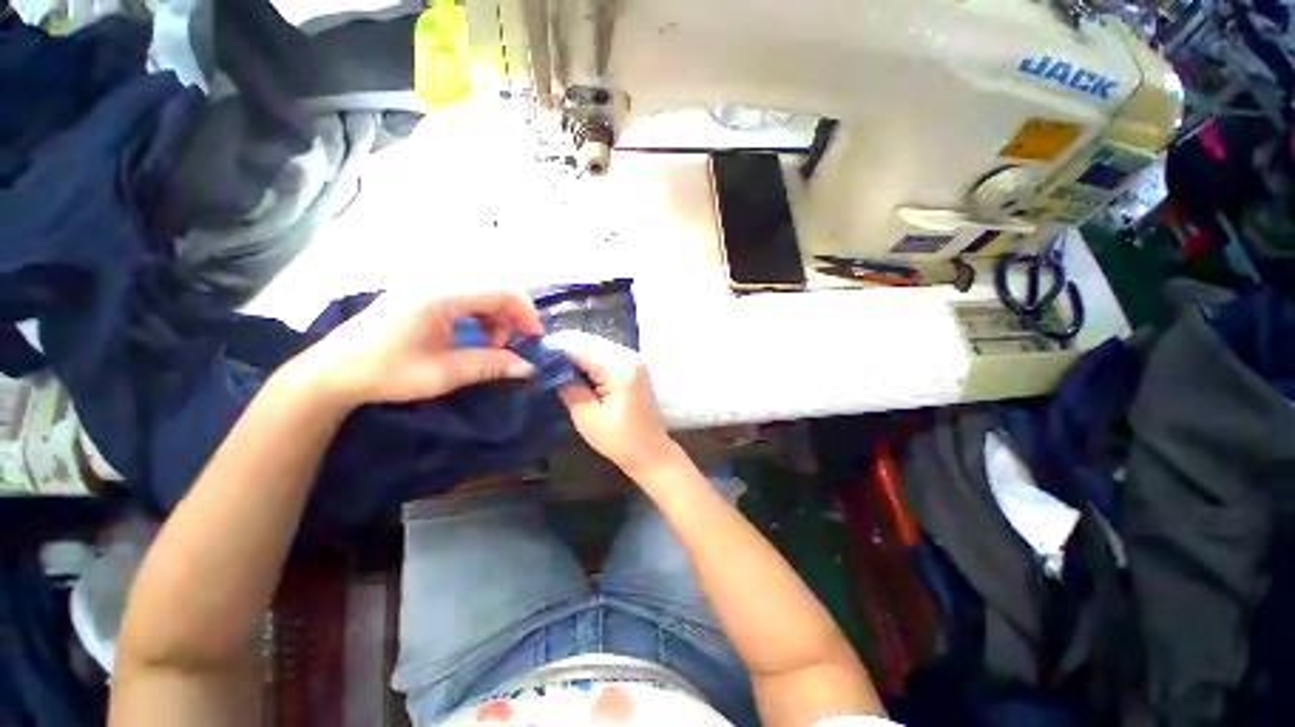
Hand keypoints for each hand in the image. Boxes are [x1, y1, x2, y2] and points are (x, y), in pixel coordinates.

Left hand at [285, 290, 543, 409]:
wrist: (333, 373)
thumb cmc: (386, 372)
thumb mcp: (443, 373)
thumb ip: (490, 365)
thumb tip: (529, 367)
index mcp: (441, 296)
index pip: (501, 290)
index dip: (525, 312)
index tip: (535, 338)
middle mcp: (437, 283)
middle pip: (493, 289)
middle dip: (513, 317)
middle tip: (514, 346)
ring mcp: (428, 287)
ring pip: (481, 293)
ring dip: (497, 317)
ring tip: (494, 345)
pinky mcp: (422, 295)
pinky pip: (466, 298)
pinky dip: (480, 316)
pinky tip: (475, 337)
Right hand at [548, 331, 679, 475]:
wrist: (650, 452)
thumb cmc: (619, 440)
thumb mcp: (587, 416)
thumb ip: (568, 386)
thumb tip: (549, 367)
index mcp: (619, 366)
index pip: (580, 345)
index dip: (553, 347)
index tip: (531, 355)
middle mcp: (629, 355)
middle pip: (588, 340)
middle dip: (563, 349)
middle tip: (539, 362)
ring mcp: (633, 358)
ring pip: (595, 345)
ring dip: (574, 354)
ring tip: (552, 367)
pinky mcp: (633, 366)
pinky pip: (604, 354)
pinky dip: (587, 360)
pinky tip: (573, 371)